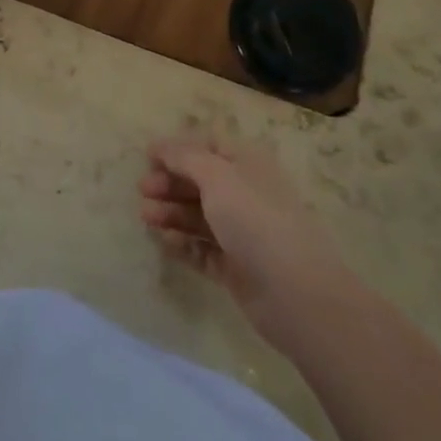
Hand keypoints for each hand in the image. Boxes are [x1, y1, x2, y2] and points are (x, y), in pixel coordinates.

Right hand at [138, 139, 359, 349]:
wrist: (297, 296)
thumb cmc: (256, 222)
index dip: (178, 149)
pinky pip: (202, 249)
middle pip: (200, 181)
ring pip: (198, 215)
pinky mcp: (236, 267)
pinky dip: (182, 244)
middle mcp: (246, 195)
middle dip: (170, 182)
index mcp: (248, 166)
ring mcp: (242, 233)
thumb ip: (185, 157)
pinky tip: (164, 242)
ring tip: (146, 218)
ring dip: (171, 212)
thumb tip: (159, 145)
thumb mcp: (217, 176)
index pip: (209, 147)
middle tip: (143, 190)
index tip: (147, 157)